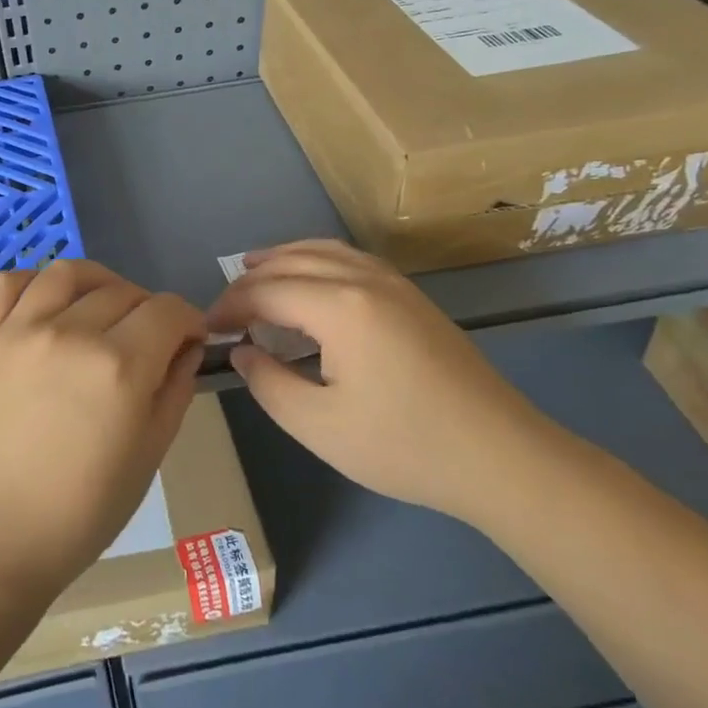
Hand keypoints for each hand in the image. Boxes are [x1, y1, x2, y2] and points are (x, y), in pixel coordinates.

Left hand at [0, 260, 205, 600]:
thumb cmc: (78, 514)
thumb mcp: (147, 457)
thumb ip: (174, 391)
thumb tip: (185, 347)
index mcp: (119, 367)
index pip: (167, 310)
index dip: (188, 320)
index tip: (187, 339)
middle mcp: (69, 334)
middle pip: (122, 291)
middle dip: (146, 309)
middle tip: (144, 340)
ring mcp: (16, 331)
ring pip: (66, 273)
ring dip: (96, 283)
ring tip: (97, 307)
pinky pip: (6, 283)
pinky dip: (32, 281)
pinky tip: (43, 303)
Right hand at [206, 240, 550, 522]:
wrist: (500, 456)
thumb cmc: (404, 445)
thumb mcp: (318, 426)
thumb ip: (268, 383)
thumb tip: (243, 351)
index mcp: (339, 307)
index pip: (266, 291)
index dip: (229, 307)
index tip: (206, 331)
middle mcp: (364, 280)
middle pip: (292, 262)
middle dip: (250, 280)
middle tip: (224, 310)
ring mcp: (394, 284)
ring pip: (325, 251)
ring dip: (283, 258)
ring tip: (253, 269)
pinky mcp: (412, 297)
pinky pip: (350, 259)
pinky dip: (317, 260)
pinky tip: (311, 280)